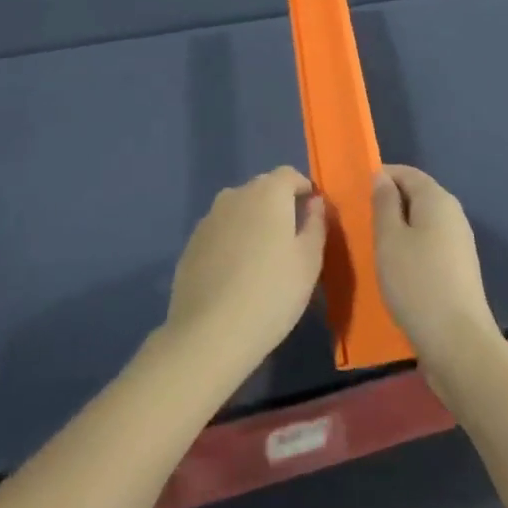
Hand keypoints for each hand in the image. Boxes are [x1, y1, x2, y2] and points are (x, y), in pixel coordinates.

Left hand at [163, 167, 326, 381]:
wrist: (210, 333)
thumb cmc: (272, 293)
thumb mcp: (309, 261)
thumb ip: (316, 224)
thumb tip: (315, 202)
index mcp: (268, 192)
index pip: (289, 175)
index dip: (304, 189)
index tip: (313, 213)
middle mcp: (235, 194)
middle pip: (263, 189)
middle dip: (279, 205)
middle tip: (291, 240)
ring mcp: (209, 218)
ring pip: (239, 210)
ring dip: (253, 223)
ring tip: (263, 259)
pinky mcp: (191, 243)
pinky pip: (220, 232)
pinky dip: (231, 242)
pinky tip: (236, 275)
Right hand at [372, 165, 500, 374]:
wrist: (458, 343)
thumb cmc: (416, 282)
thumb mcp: (389, 238)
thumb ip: (384, 203)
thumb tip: (382, 177)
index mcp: (437, 199)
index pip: (406, 172)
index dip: (381, 176)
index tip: (355, 191)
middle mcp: (453, 214)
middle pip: (417, 195)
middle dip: (389, 202)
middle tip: (360, 219)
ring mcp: (460, 243)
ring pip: (423, 222)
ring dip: (398, 227)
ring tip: (372, 244)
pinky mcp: (459, 269)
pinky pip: (430, 244)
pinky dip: (411, 247)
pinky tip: (395, 267)